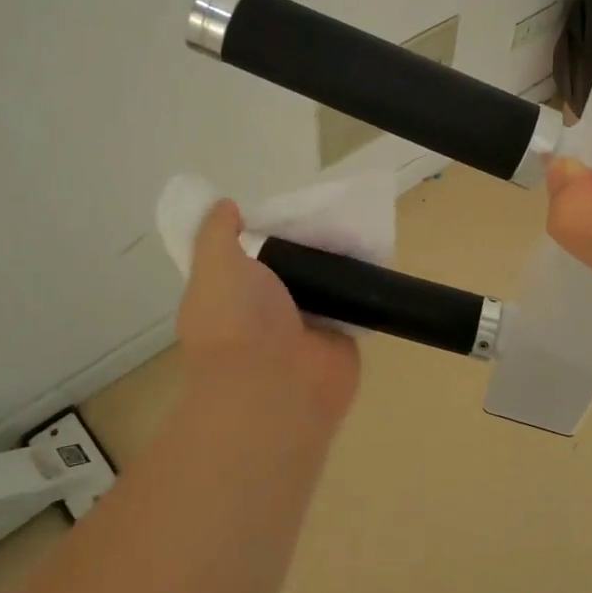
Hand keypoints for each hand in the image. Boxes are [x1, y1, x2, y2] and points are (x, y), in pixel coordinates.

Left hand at [176, 200, 361, 429]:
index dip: (261, 234)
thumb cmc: (236, 321)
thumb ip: (217, 233)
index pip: (247, 259)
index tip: (283, 208)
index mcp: (231, 297)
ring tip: (358, 224)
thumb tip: (226, 206)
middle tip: (329, 209)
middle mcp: (266, 312)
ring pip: (324, 284)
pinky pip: (354, 303)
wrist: (275, 386)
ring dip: (337, 263)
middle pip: (290, 268)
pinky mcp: (341, 337)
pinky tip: (377, 254)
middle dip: (306, 244)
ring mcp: (305, 326)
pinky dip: (363, 285)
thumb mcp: (215, 264)